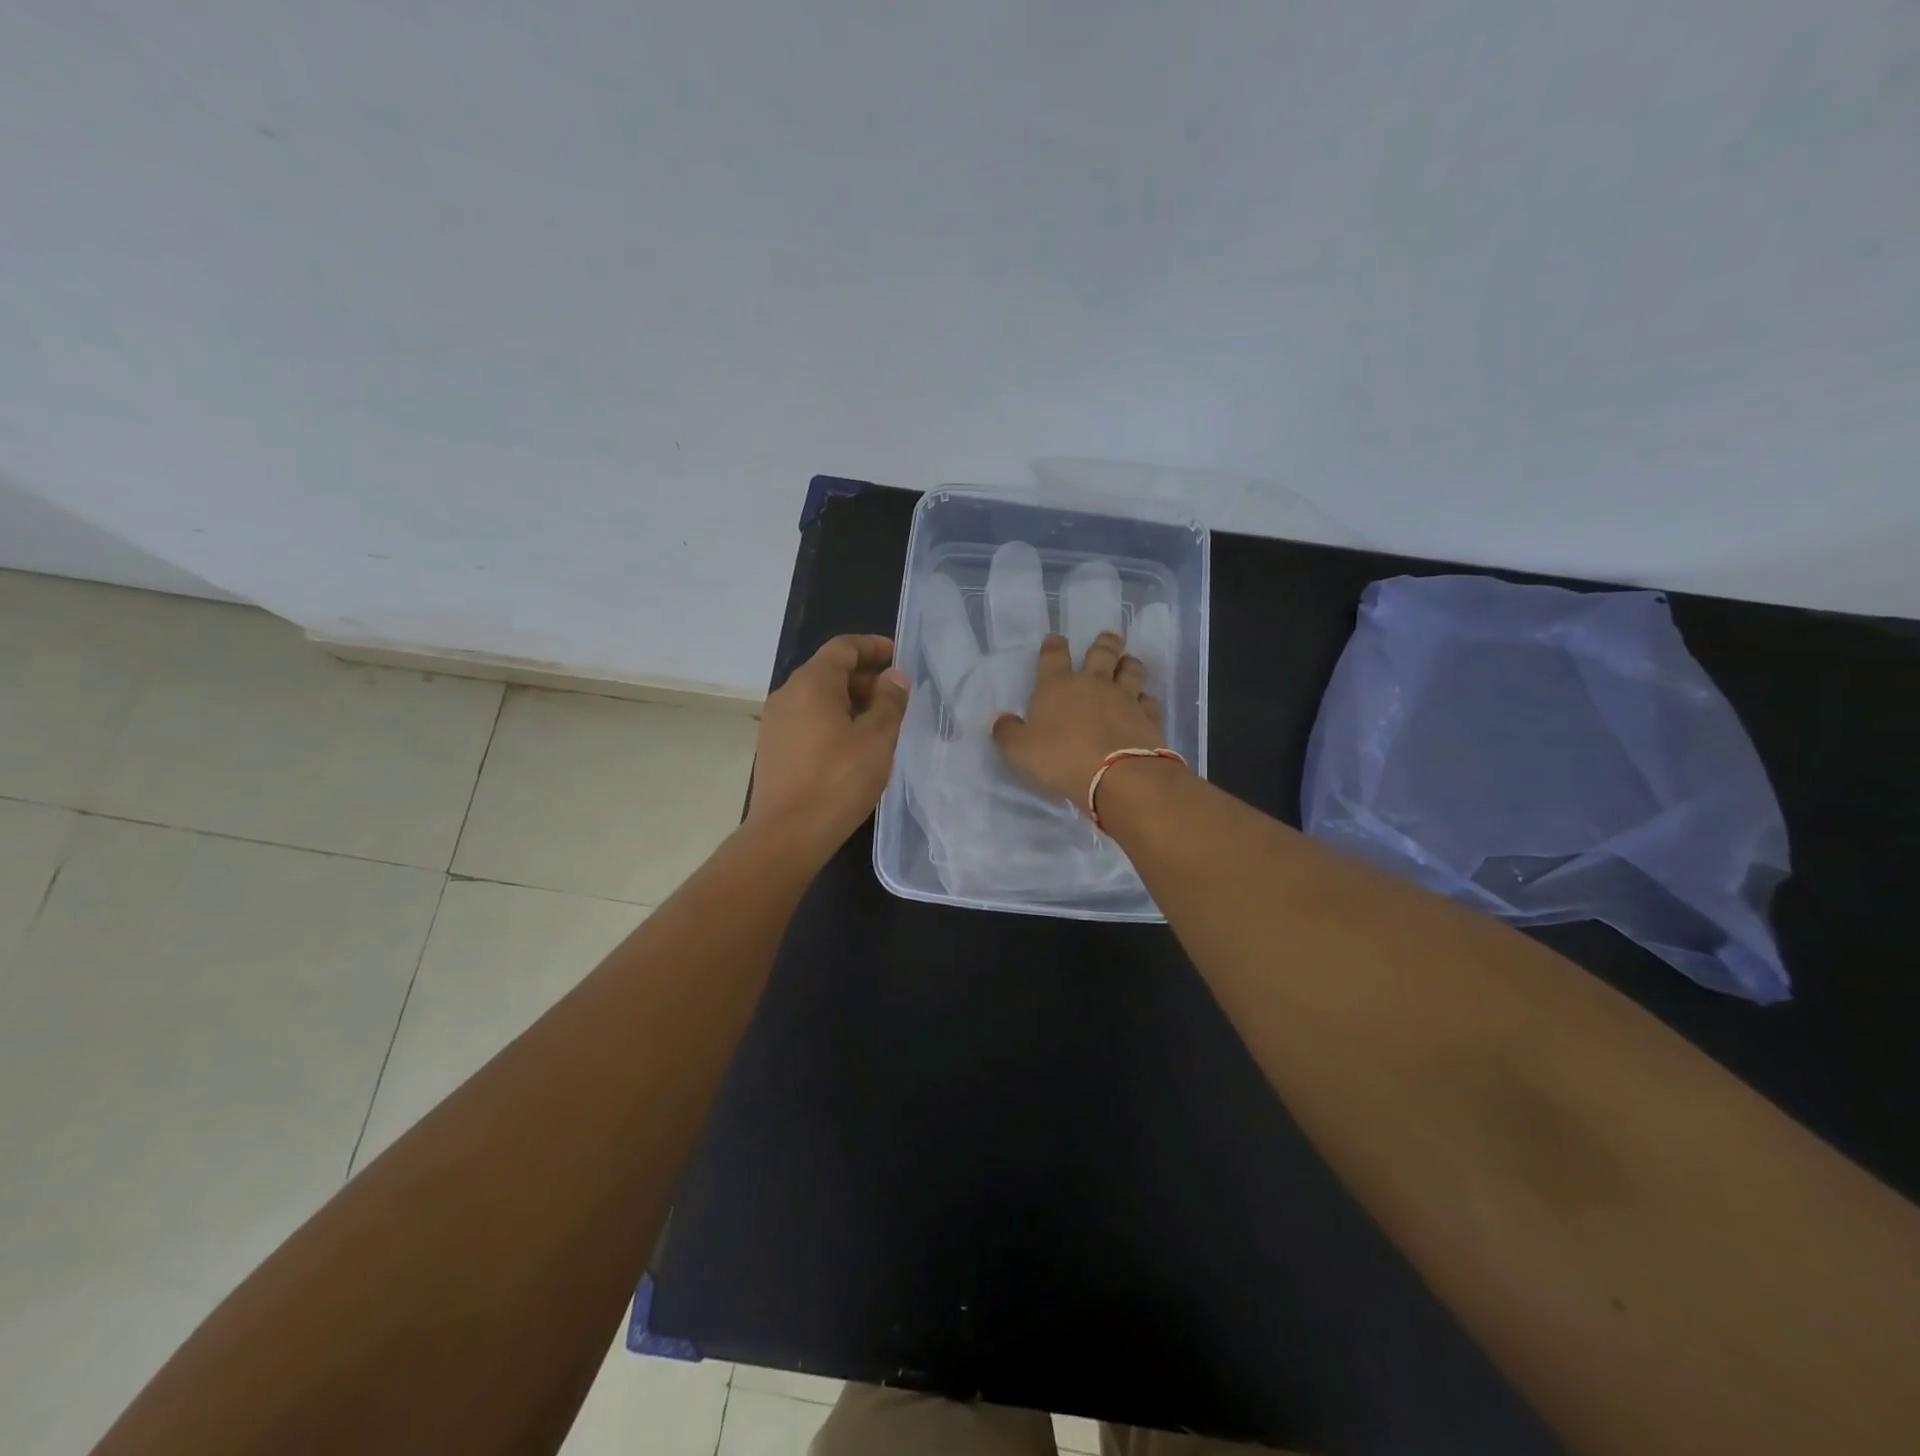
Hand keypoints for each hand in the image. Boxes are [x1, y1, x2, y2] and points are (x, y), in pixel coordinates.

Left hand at [746, 634, 910, 848]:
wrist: (787, 834)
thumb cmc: (838, 780)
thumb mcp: (877, 739)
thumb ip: (890, 701)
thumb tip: (894, 676)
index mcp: (812, 683)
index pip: (843, 647)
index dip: (872, 647)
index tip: (897, 655)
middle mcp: (787, 693)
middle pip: (828, 670)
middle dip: (863, 677)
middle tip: (894, 696)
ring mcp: (775, 722)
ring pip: (816, 697)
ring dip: (848, 701)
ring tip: (877, 722)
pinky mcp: (772, 747)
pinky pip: (806, 719)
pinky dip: (831, 719)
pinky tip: (851, 745)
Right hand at [992, 631, 1166, 805]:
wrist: (1118, 776)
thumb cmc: (1062, 759)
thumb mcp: (1020, 750)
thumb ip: (1008, 733)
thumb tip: (1000, 720)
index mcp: (1058, 686)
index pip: (1053, 657)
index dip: (1053, 646)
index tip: (1055, 639)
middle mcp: (1094, 684)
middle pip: (1101, 654)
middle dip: (1104, 643)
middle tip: (1109, 635)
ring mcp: (1125, 698)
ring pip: (1131, 671)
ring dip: (1129, 664)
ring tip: (1128, 661)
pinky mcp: (1148, 718)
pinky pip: (1148, 700)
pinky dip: (1145, 699)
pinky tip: (1144, 701)